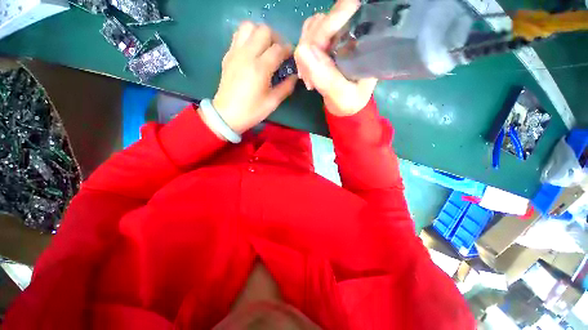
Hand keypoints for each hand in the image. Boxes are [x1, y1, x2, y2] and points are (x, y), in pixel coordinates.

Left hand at [210, 22, 296, 134]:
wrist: (227, 114)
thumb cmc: (251, 111)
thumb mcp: (272, 103)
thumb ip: (286, 87)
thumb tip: (294, 76)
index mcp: (260, 69)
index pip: (278, 49)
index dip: (288, 50)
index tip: (292, 55)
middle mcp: (247, 55)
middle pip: (264, 30)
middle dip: (276, 37)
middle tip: (279, 51)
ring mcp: (235, 53)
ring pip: (249, 27)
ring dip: (260, 33)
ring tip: (265, 47)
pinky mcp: (228, 55)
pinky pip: (238, 35)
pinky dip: (248, 37)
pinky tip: (253, 51)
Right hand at [294, 0, 377, 116]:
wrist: (346, 106)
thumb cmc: (350, 102)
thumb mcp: (342, 96)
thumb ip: (326, 78)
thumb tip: (301, 51)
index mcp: (364, 41)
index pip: (344, 13)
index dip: (324, 29)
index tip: (313, 55)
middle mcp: (352, 31)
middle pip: (322, 20)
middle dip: (310, 48)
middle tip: (309, 77)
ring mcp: (337, 35)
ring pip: (312, 28)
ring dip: (304, 54)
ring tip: (309, 78)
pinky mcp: (326, 43)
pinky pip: (307, 38)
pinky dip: (303, 56)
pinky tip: (307, 72)